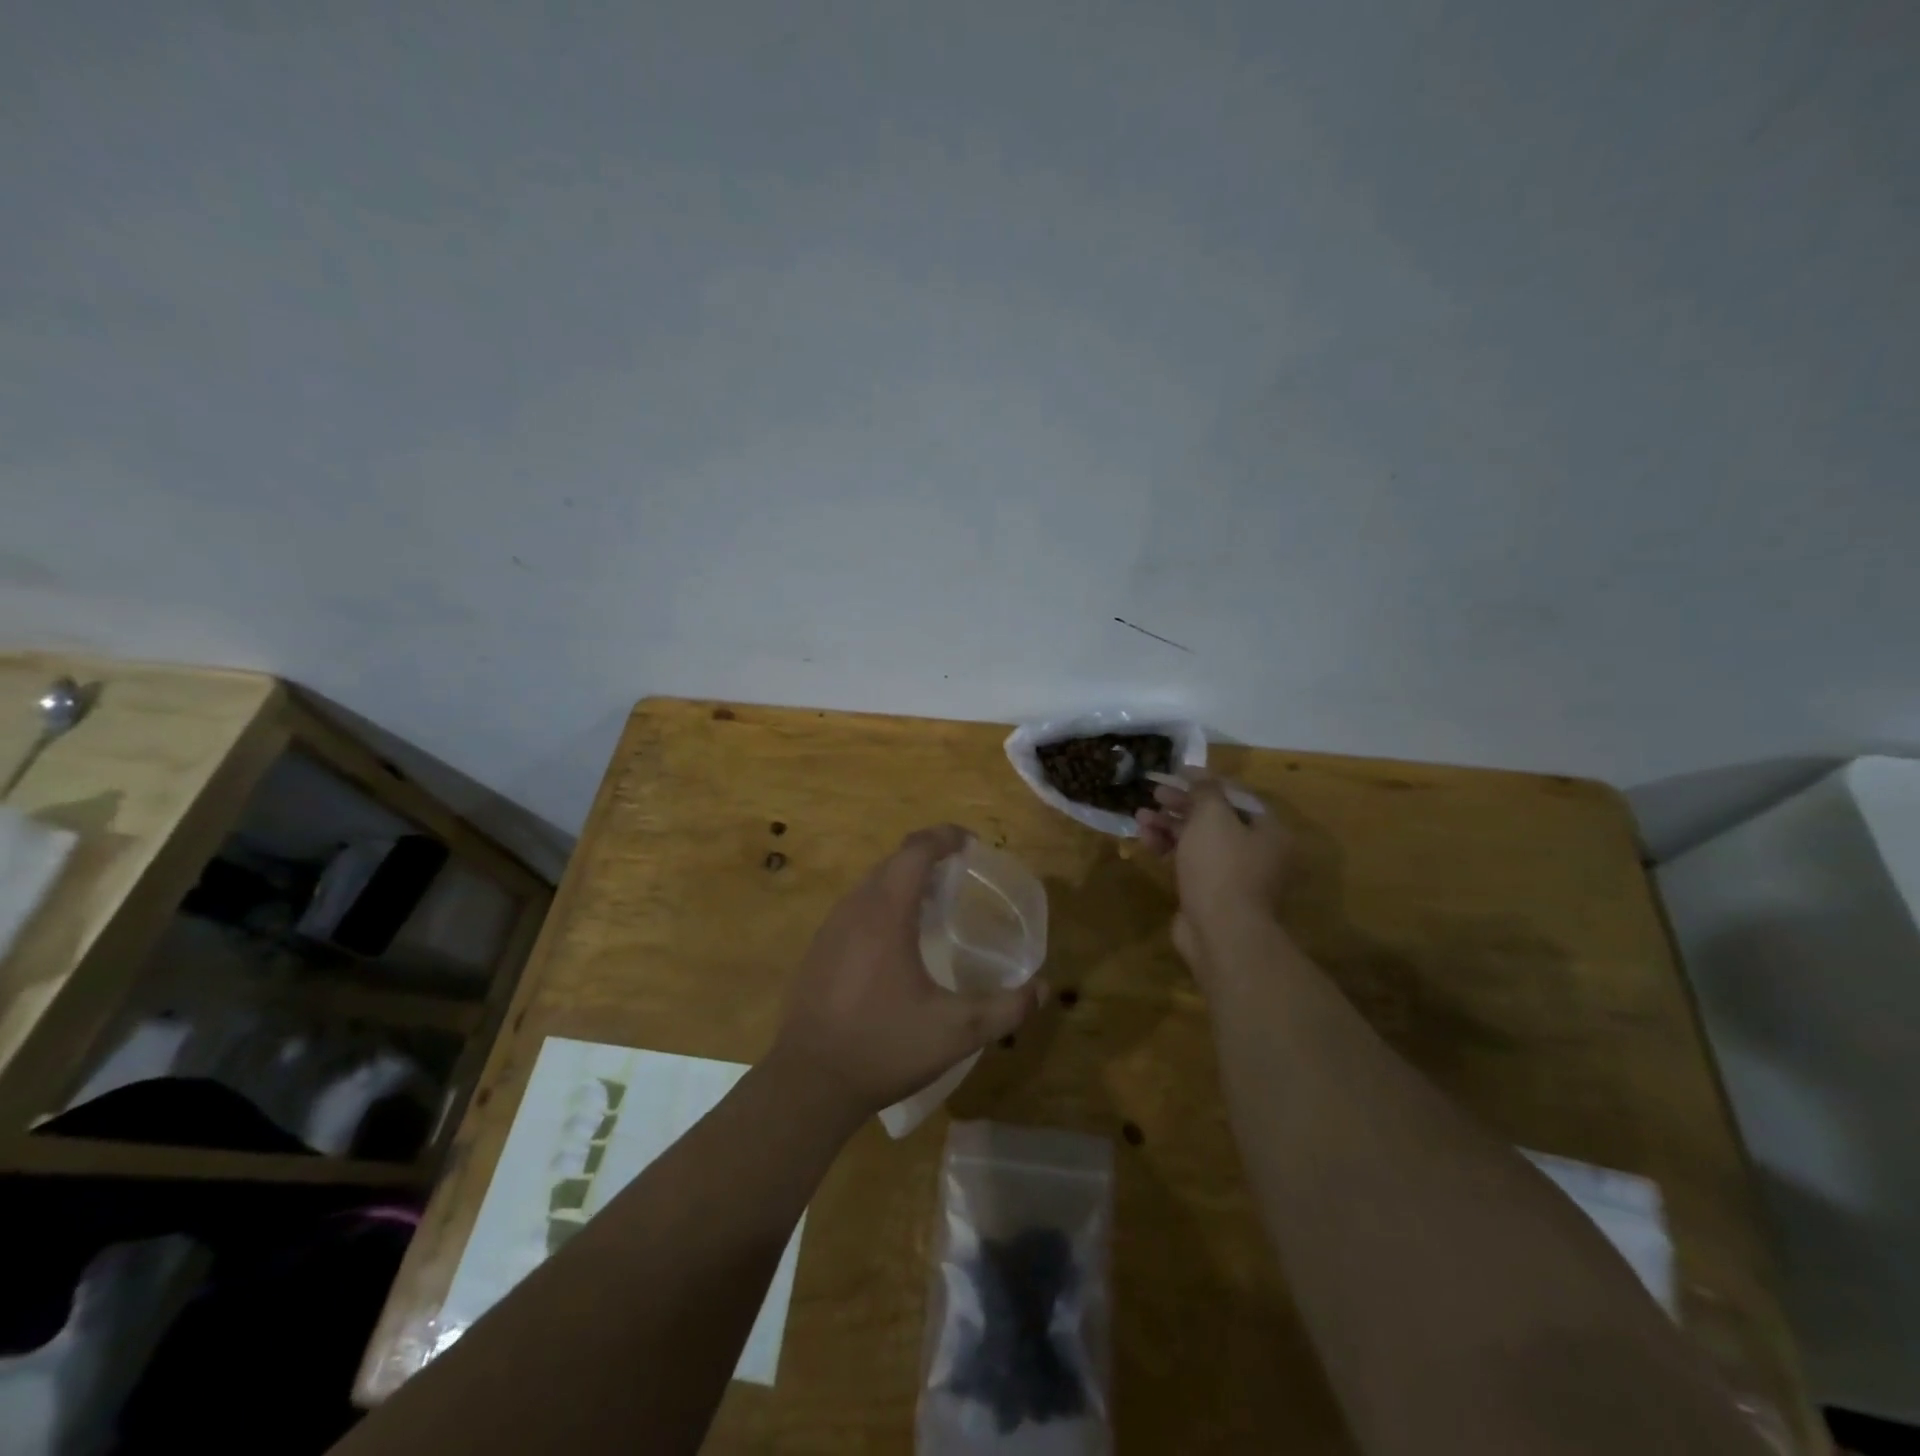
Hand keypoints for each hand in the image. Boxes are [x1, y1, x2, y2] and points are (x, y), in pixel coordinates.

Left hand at [769, 825, 1040, 1123]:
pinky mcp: (819, 949)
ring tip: (934, 902)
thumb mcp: (956, 1032)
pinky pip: (856, 907)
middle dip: (928, 856)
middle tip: (960, 874)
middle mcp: (855, 908)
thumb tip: (1043, 989)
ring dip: (904, 880)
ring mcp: (831, 928)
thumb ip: (1005, 1009)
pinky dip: (883, 903)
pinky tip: (898, 940)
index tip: (970, 843)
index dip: (944, 837)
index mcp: (886, 913)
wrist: (809, 1082)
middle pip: (894, 861)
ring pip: (872, 884)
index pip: (915, 850)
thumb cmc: (884, 1047)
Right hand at [1136, 772, 1293, 976]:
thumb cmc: (1221, 866)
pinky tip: (1145, 840)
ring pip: (1198, 841)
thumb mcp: (1212, 817)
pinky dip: (1168, 849)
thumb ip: (1205, 791)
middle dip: (1182, 805)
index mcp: (1268, 830)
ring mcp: (1233, 875)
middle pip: (1215, 818)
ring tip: (1140, 816)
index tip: (1177, 773)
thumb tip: (1198, 774)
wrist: (1220, 931)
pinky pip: (1189, 862)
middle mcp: (1256, 851)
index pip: (1236, 796)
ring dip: (1169, 826)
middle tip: (1155, 794)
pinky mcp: (1210, 893)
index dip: (1205, 782)